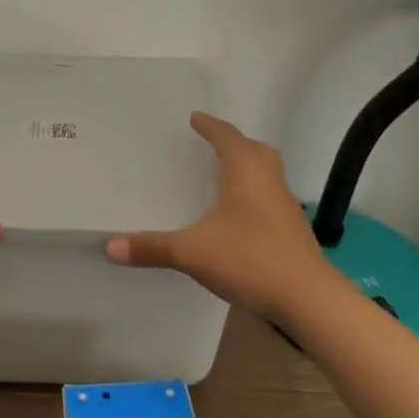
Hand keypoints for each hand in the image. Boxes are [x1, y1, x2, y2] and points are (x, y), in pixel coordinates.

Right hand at [105, 112, 331, 322]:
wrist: (308, 299)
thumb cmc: (250, 259)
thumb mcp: (192, 252)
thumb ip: (152, 247)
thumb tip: (110, 246)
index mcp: (246, 171)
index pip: (227, 136)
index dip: (210, 126)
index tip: (195, 118)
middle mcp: (269, 180)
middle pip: (256, 149)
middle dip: (235, 144)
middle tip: (214, 145)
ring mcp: (285, 206)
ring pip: (267, 174)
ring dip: (248, 169)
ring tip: (224, 178)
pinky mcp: (293, 231)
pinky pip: (270, 198)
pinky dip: (254, 196)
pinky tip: (239, 218)